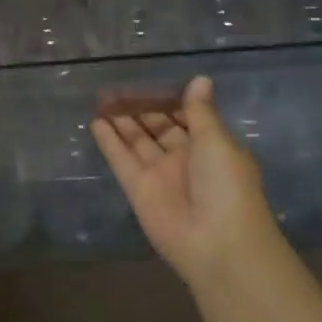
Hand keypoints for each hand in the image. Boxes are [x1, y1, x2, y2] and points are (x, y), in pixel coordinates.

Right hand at [91, 75, 289, 288]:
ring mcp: (159, 175)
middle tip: (117, 88)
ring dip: (122, 121)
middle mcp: (185, 159)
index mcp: (211, 147)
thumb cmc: (226, 184)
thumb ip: (199, 112)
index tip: (150, 81)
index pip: (187, 117)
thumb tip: (200, 79)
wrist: (217, 242)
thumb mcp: (216, 141)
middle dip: (141, 108)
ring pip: (137, 141)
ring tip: (101, 98)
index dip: (169, 100)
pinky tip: (95, 121)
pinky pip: (121, 160)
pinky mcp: (137, 190)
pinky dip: (108, 142)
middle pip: (159, 128)